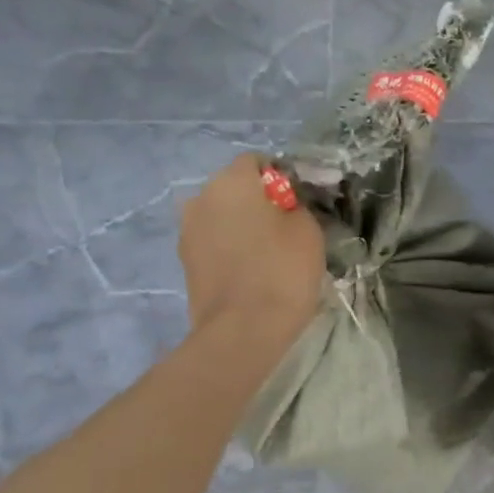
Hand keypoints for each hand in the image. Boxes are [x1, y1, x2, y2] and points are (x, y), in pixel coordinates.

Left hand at [179, 154, 325, 337]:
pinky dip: (232, 248)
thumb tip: (285, 204)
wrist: (243, 330)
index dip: (281, 178)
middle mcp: (201, 197)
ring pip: (223, 216)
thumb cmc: (282, 270)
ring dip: (243, 226)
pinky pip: (215, 242)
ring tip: (269, 252)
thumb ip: (296, 205)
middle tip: (287, 228)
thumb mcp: (308, 229)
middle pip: (235, 188)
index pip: (257, 162)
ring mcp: (188, 231)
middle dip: (259, 202)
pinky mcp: (185, 261)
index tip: (300, 203)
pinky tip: (252, 270)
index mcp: (231, 181)